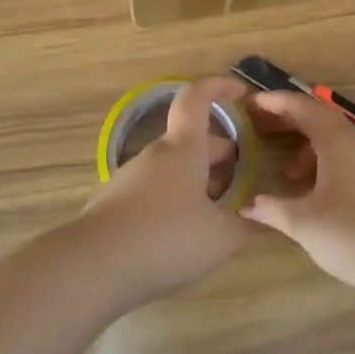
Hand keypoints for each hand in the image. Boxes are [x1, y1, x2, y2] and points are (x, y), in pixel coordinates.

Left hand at [75, 76, 251, 310]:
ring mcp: (131, 178)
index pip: (197, 98)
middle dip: (218, 152)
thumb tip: (261, 217)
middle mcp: (155, 155)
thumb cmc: (165, 239)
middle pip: (190, 140)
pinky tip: (184, 235)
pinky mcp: (115, 204)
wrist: (93, 267)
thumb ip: (246, 225)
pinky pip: (154, 191)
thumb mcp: (220, 238)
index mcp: (183, 148)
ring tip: (218, 212)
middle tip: (242, 176)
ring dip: (198, 180)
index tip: (241, 92)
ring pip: (173, 168)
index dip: (219, 86)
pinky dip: (175, 200)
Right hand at [243, 89, 354, 289]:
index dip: (276, 102)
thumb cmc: (350, 234)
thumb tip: (247, 204)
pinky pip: (348, 156)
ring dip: (308, 145)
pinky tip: (316, 191)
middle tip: (261, 129)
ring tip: (288, 172)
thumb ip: (272, 208)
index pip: (302, 107)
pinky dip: (326, 161)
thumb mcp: (303, 222)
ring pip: (336, 139)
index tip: (252, 104)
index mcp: (336, 140)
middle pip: (319, 118)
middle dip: (289, 120)